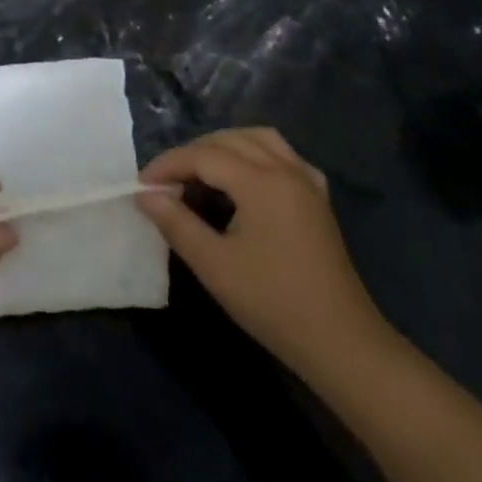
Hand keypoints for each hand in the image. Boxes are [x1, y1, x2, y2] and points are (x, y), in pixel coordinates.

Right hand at [137, 128, 394, 380]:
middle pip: (229, 140)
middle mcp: (286, 170)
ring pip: (259, 139)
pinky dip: (255, 155)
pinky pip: (283, 156)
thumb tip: (145, 195)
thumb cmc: (272, 302)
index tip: (141, 186)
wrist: (340, 342)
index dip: (167, 165)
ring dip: (224, 147)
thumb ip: (176, 222)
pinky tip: (243, 180)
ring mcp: (307, 182)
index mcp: (261, 182)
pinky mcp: (318, 199)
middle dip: (191, 154)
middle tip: (165, 183)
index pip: (203, 156)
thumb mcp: (213, 264)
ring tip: (199, 173)